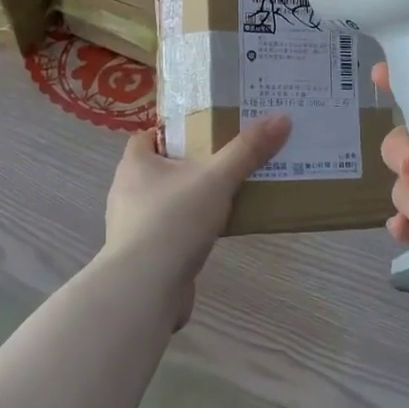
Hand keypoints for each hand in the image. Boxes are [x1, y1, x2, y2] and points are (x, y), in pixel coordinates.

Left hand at [99, 114, 291, 323]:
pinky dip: (188, 230)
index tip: (206, 132)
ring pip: (165, 202)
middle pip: (160, 168)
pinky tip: (213, 235)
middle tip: (226, 163)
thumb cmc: (173, 221)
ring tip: (226, 198)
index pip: (149, 135)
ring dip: (190, 200)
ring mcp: (132, 226)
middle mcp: (126, 191)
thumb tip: (282, 118)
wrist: (145, 289)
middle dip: (189, 165)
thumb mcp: (216, 179)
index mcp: (134, 164)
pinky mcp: (143, 255)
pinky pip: (168, 232)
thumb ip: (247, 150)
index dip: (174, 131)